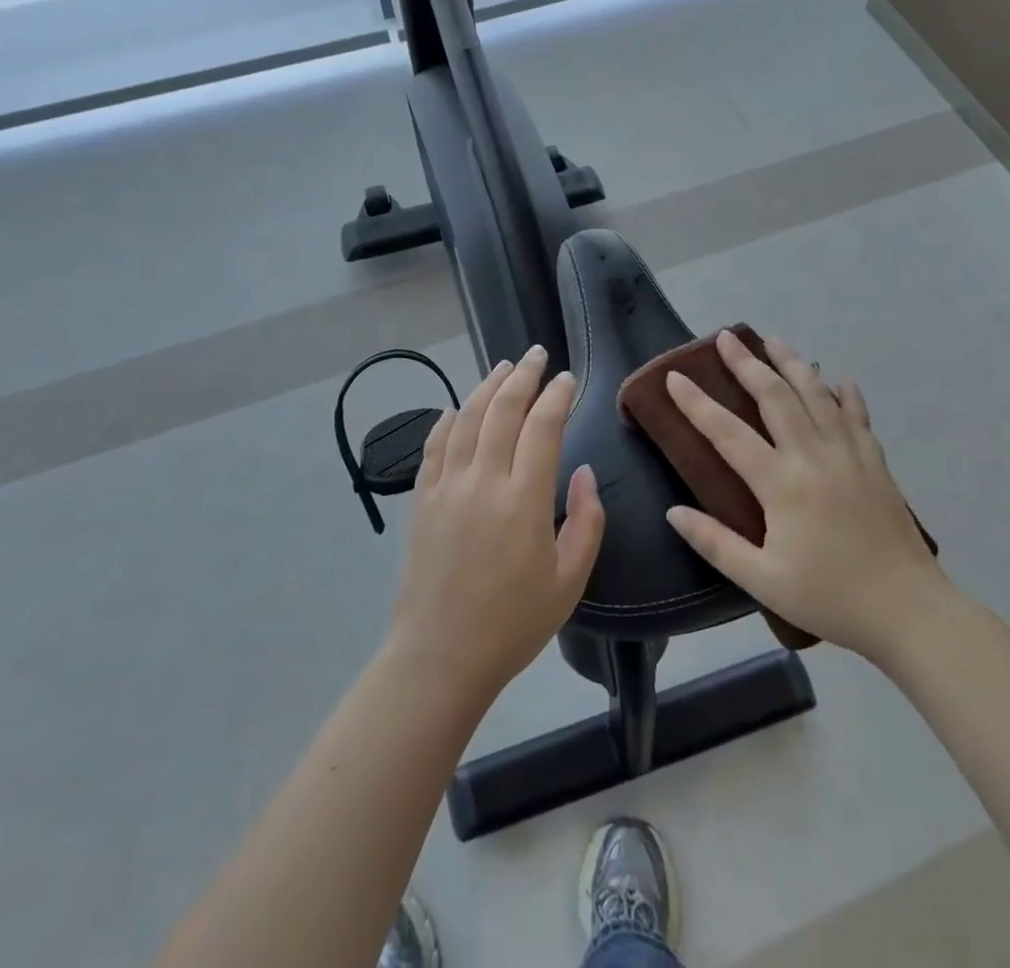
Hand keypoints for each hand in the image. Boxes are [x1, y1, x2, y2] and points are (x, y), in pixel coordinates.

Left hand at [388, 345, 605, 705]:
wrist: (441, 655)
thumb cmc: (514, 623)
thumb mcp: (570, 580)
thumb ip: (587, 521)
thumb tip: (583, 472)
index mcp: (524, 500)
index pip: (542, 427)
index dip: (557, 396)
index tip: (568, 379)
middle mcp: (483, 481)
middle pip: (502, 410)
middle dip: (523, 376)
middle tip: (537, 355)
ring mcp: (447, 487)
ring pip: (466, 418)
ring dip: (486, 387)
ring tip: (504, 368)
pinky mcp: (422, 499)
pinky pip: (433, 446)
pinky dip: (446, 420)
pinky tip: (456, 408)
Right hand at [663, 330, 947, 657]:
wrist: (909, 612)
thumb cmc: (829, 598)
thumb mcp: (763, 581)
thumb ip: (715, 544)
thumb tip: (673, 512)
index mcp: (781, 485)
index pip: (728, 434)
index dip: (697, 404)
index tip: (675, 377)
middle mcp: (813, 457)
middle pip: (775, 397)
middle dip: (747, 364)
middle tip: (727, 337)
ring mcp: (849, 455)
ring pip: (816, 396)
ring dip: (793, 364)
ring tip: (774, 340)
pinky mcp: (876, 464)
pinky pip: (858, 417)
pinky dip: (846, 395)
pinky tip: (839, 379)